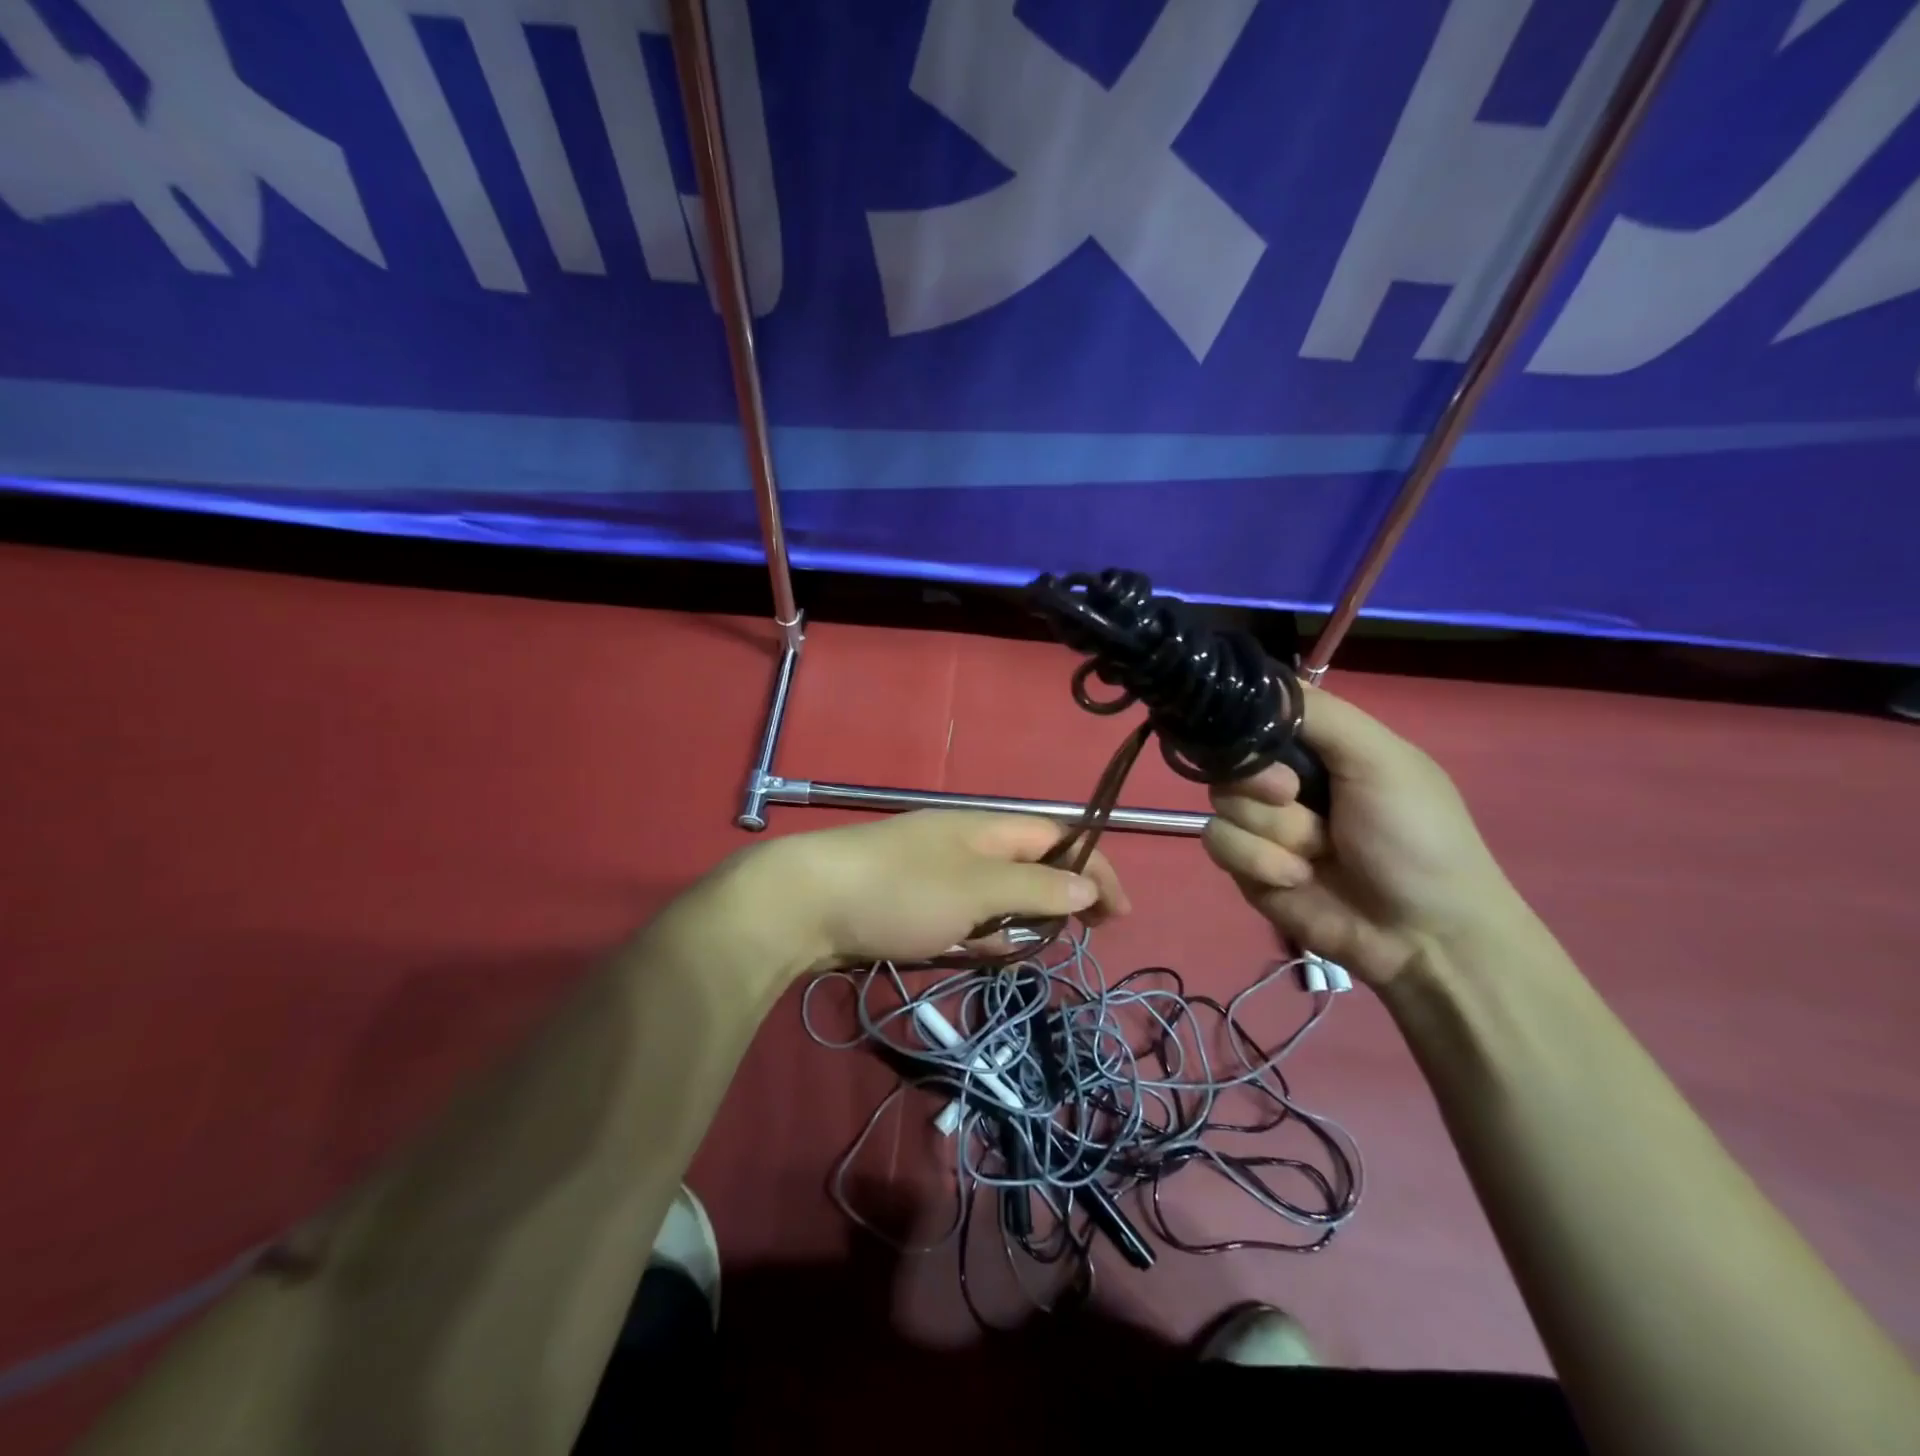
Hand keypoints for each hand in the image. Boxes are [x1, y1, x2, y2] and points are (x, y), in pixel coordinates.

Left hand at [738, 811, 1128, 974]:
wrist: (807, 902)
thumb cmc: (901, 890)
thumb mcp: (978, 888)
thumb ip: (1035, 887)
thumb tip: (1087, 885)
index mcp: (988, 827)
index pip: (1059, 837)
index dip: (1095, 868)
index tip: (1119, 914)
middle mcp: (967, 843)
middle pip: (1031, 864)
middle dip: (1061, 896)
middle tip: (1083, 934)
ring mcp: (938, 872)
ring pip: (998, 893)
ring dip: (1021, 919)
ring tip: (1031, 949)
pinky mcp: (912, 900)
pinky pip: (965, 913)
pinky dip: (983, 931)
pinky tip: (984, 951)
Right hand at [1202, 686, 1527, 987]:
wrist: (1422, 935)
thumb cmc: (1416, 837)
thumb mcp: (1382, 759)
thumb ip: (1321, 714)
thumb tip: (1254, 680)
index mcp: (1318, 748)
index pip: (1255, 715)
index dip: (1250, 727)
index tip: (1273, 747)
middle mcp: (1283, 781)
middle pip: (1228, 759)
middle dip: (1261, 784)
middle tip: (1297, 797)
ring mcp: (1263, 825)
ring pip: (1220, 805)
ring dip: (1273, 831)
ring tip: (1317, 854)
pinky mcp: (1246, 867)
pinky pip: (1219, 844)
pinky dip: (1259, 862)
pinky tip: (1298, 878)